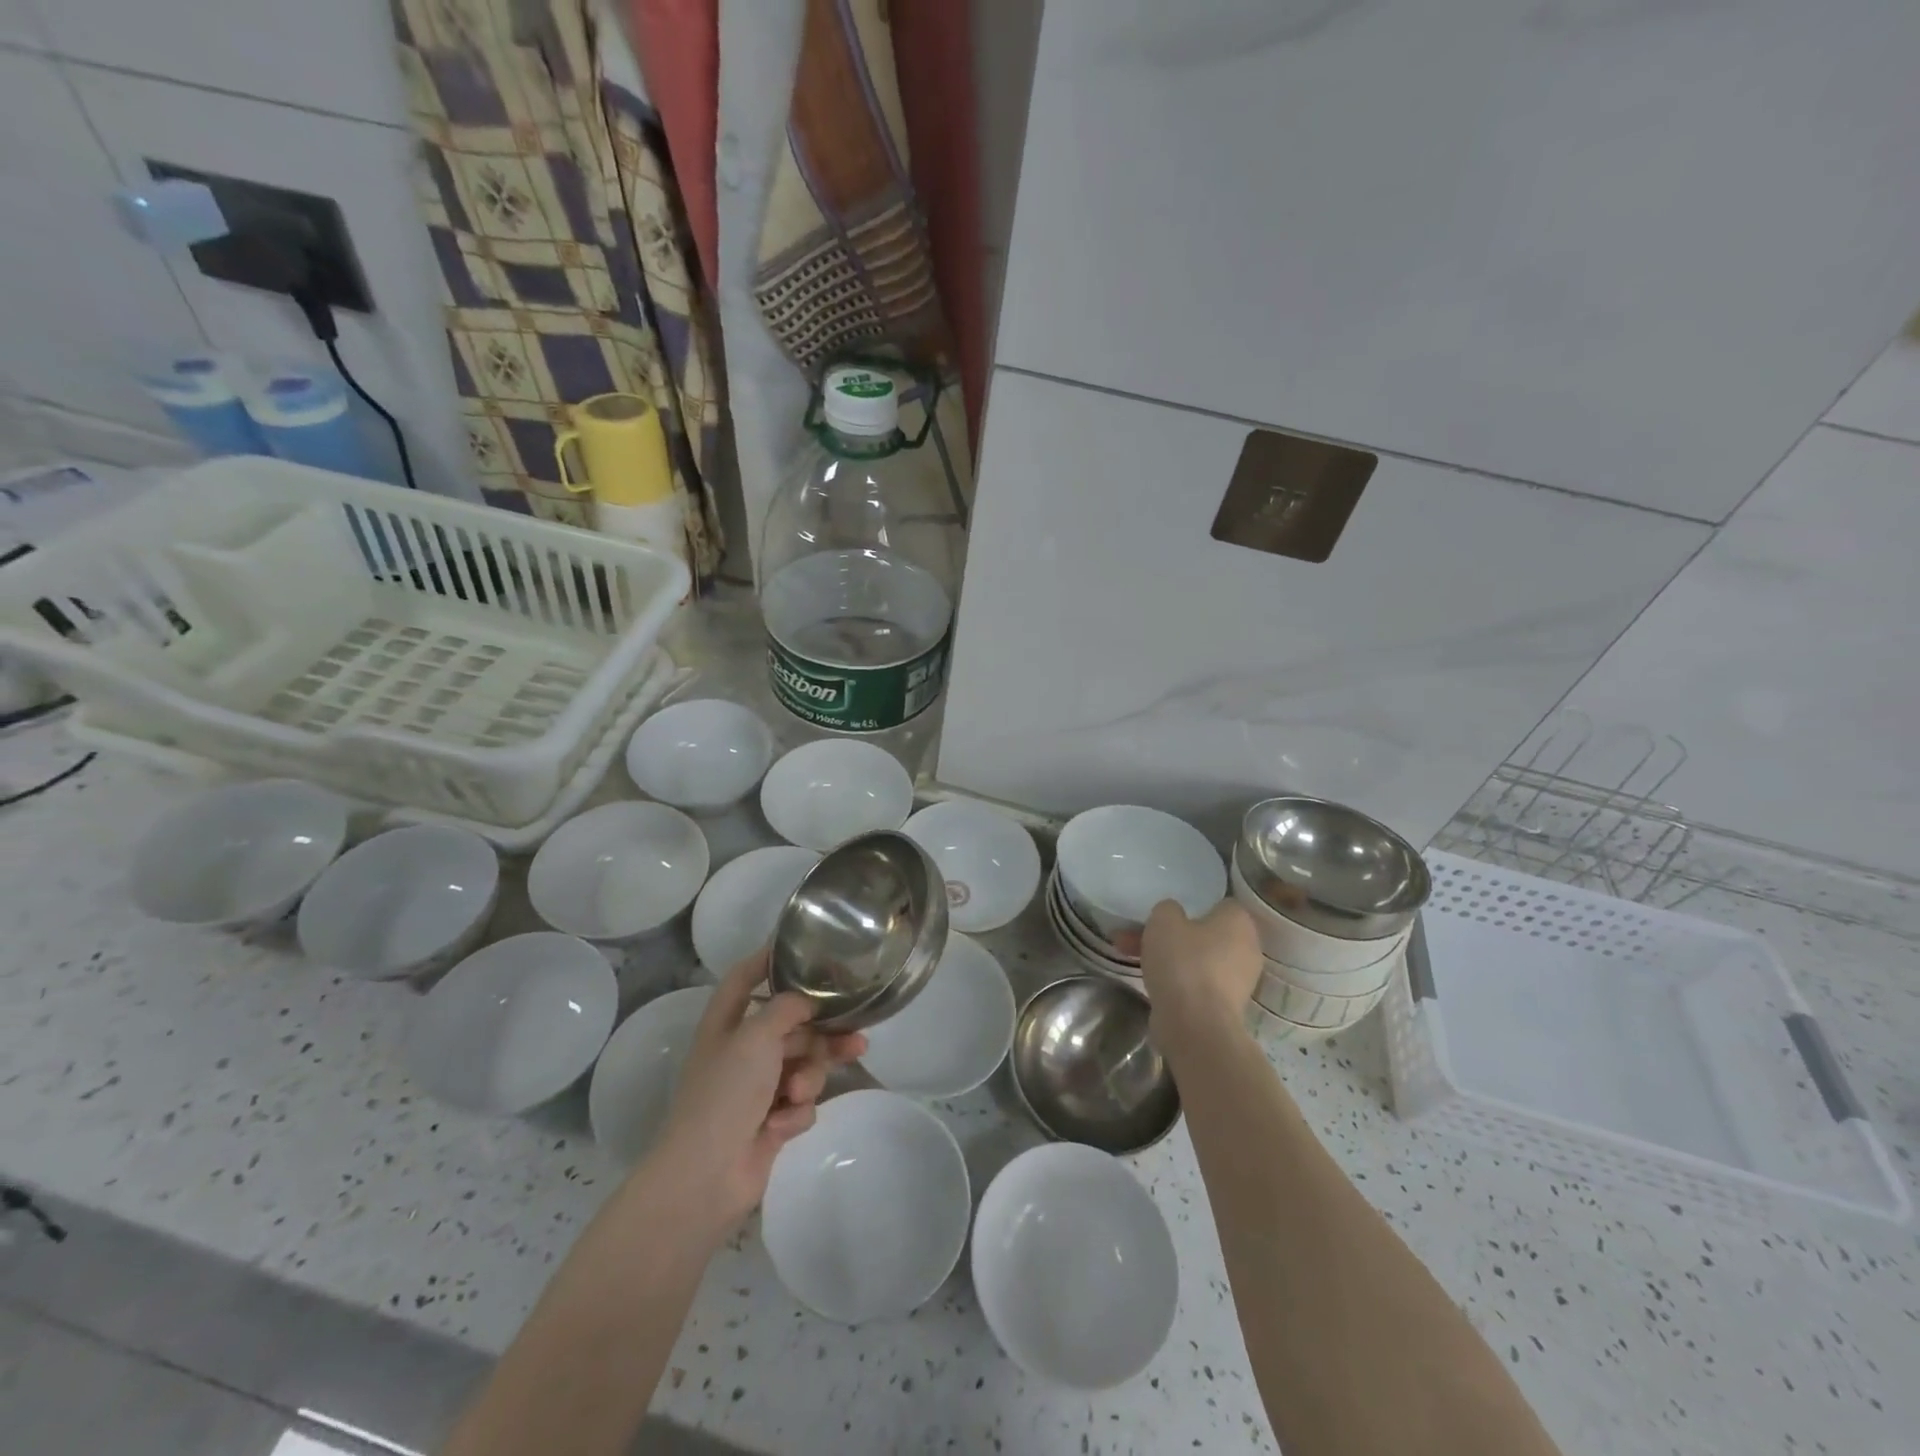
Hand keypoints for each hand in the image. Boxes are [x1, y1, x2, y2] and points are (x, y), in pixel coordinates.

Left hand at [651, 949, 865, 1232]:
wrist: (705, 1176)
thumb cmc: (725, 1093)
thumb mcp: (756, 1036)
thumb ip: (787, 1008)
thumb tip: (807, 999)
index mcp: (727, 1022)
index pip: (745, 977)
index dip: (768, 958)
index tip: (802, 947)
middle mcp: (742, 1050)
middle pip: (792, 1026)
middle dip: (822, 1034)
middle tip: (857, 1035)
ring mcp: (757, 1088)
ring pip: (804, 1065)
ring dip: (809, 1077)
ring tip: (801, 1093)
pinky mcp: (771, 1120)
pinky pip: (801, 1102)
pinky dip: (796, 1111)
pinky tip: (782, 1125)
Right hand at [1140, 898, 1261, 1053]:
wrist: (1195, 1026)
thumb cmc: (1184, 962)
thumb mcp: (1164, 920)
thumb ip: (1168, 909)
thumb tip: (1173, 915)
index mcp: (1240, 922)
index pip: (1221, 904)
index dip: (1194, 905)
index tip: (1168, 913)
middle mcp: (1247, 949)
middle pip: (1205, 933)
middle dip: (1171, 934)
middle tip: (1139, 934)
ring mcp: (1238, 981)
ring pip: (1196, 959)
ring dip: (1168, 956)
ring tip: (1129, 955)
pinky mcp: (1224, 1006)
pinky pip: (1196, 982)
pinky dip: (1176, 980)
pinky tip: (1148, 980)